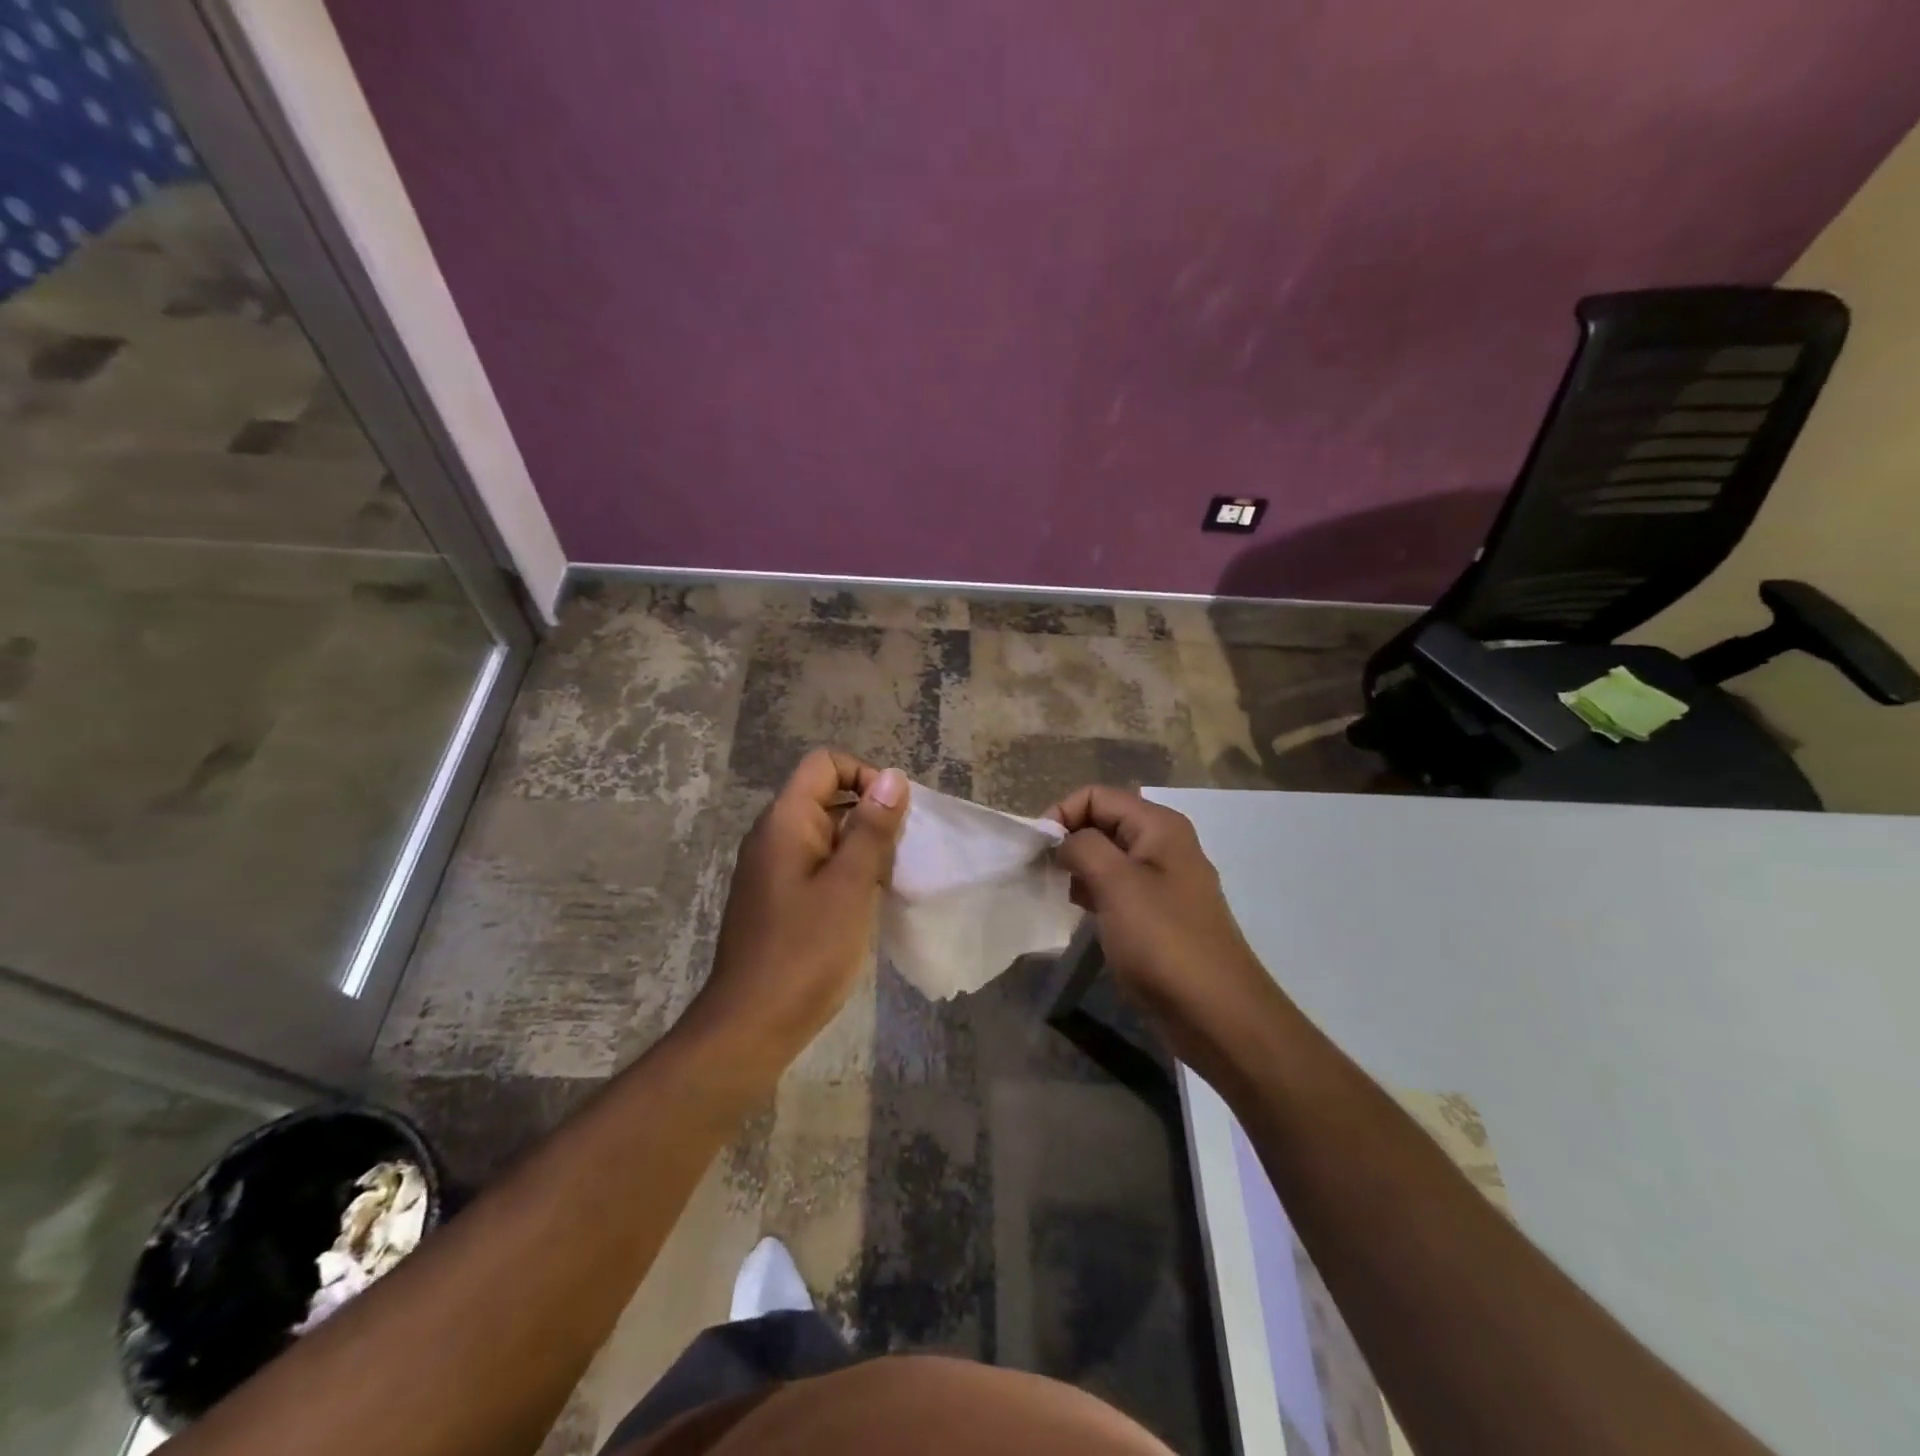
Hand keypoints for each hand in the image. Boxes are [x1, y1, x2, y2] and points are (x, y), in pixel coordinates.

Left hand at [682, 749, 908, 1075]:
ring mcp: (772, 869)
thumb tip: (892, 777)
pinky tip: (867, 903)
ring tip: (889, 880)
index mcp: (785, 821)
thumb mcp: (850, 885)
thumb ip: (872, 828)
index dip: (864, 775)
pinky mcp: (778, 898)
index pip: (825, 764)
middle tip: (901, 852)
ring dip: (862, 846)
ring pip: (826, 833)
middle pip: (826, 796)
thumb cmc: (806, 951)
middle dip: (870, 814)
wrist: (751, 1026)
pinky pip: (817, 865)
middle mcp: (774, 835)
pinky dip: (846, 872)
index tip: (894, 815)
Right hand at [1047, 786, 1279, 1071]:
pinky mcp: (1159, 914)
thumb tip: (1063, 840)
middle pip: (1103, 822)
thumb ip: (1083, 847)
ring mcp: (1164, 880)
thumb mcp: (1116, 884)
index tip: (1037, 850)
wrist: (1216, 1013)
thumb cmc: (1164, 942)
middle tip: (1043, 873)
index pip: (1097, 795)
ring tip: (1060, 894)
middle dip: (1069, 841)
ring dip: (1080, 868)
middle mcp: (1164, 844)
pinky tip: (1082, 913)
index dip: (1062, 814)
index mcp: (1158, 826)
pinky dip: (1095, 892)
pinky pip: (1118, 887)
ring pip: (1108, 856)